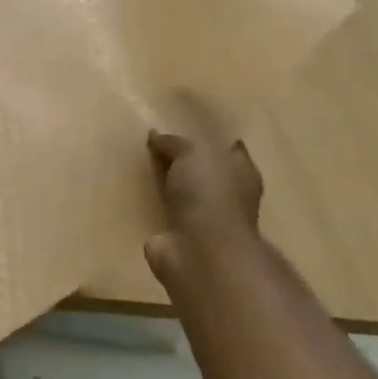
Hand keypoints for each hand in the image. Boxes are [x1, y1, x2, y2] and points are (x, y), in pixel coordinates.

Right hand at [143, 91, 262, 286]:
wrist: (200, 252)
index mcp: (241, 173)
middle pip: (206, 172)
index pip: (230, 149)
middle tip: (156, 143)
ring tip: (141, 167)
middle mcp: (228, 196)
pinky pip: (165, 214)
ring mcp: (205, 220)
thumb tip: (155, 135)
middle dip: (186, 162)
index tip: (187, 127)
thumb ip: (174, 143)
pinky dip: (154, 207)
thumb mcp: (191, 154)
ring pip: (184, 194)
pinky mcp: (181, 238)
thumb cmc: (209, 195)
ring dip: (168, 186)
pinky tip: (136, 196)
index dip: (212, 139)